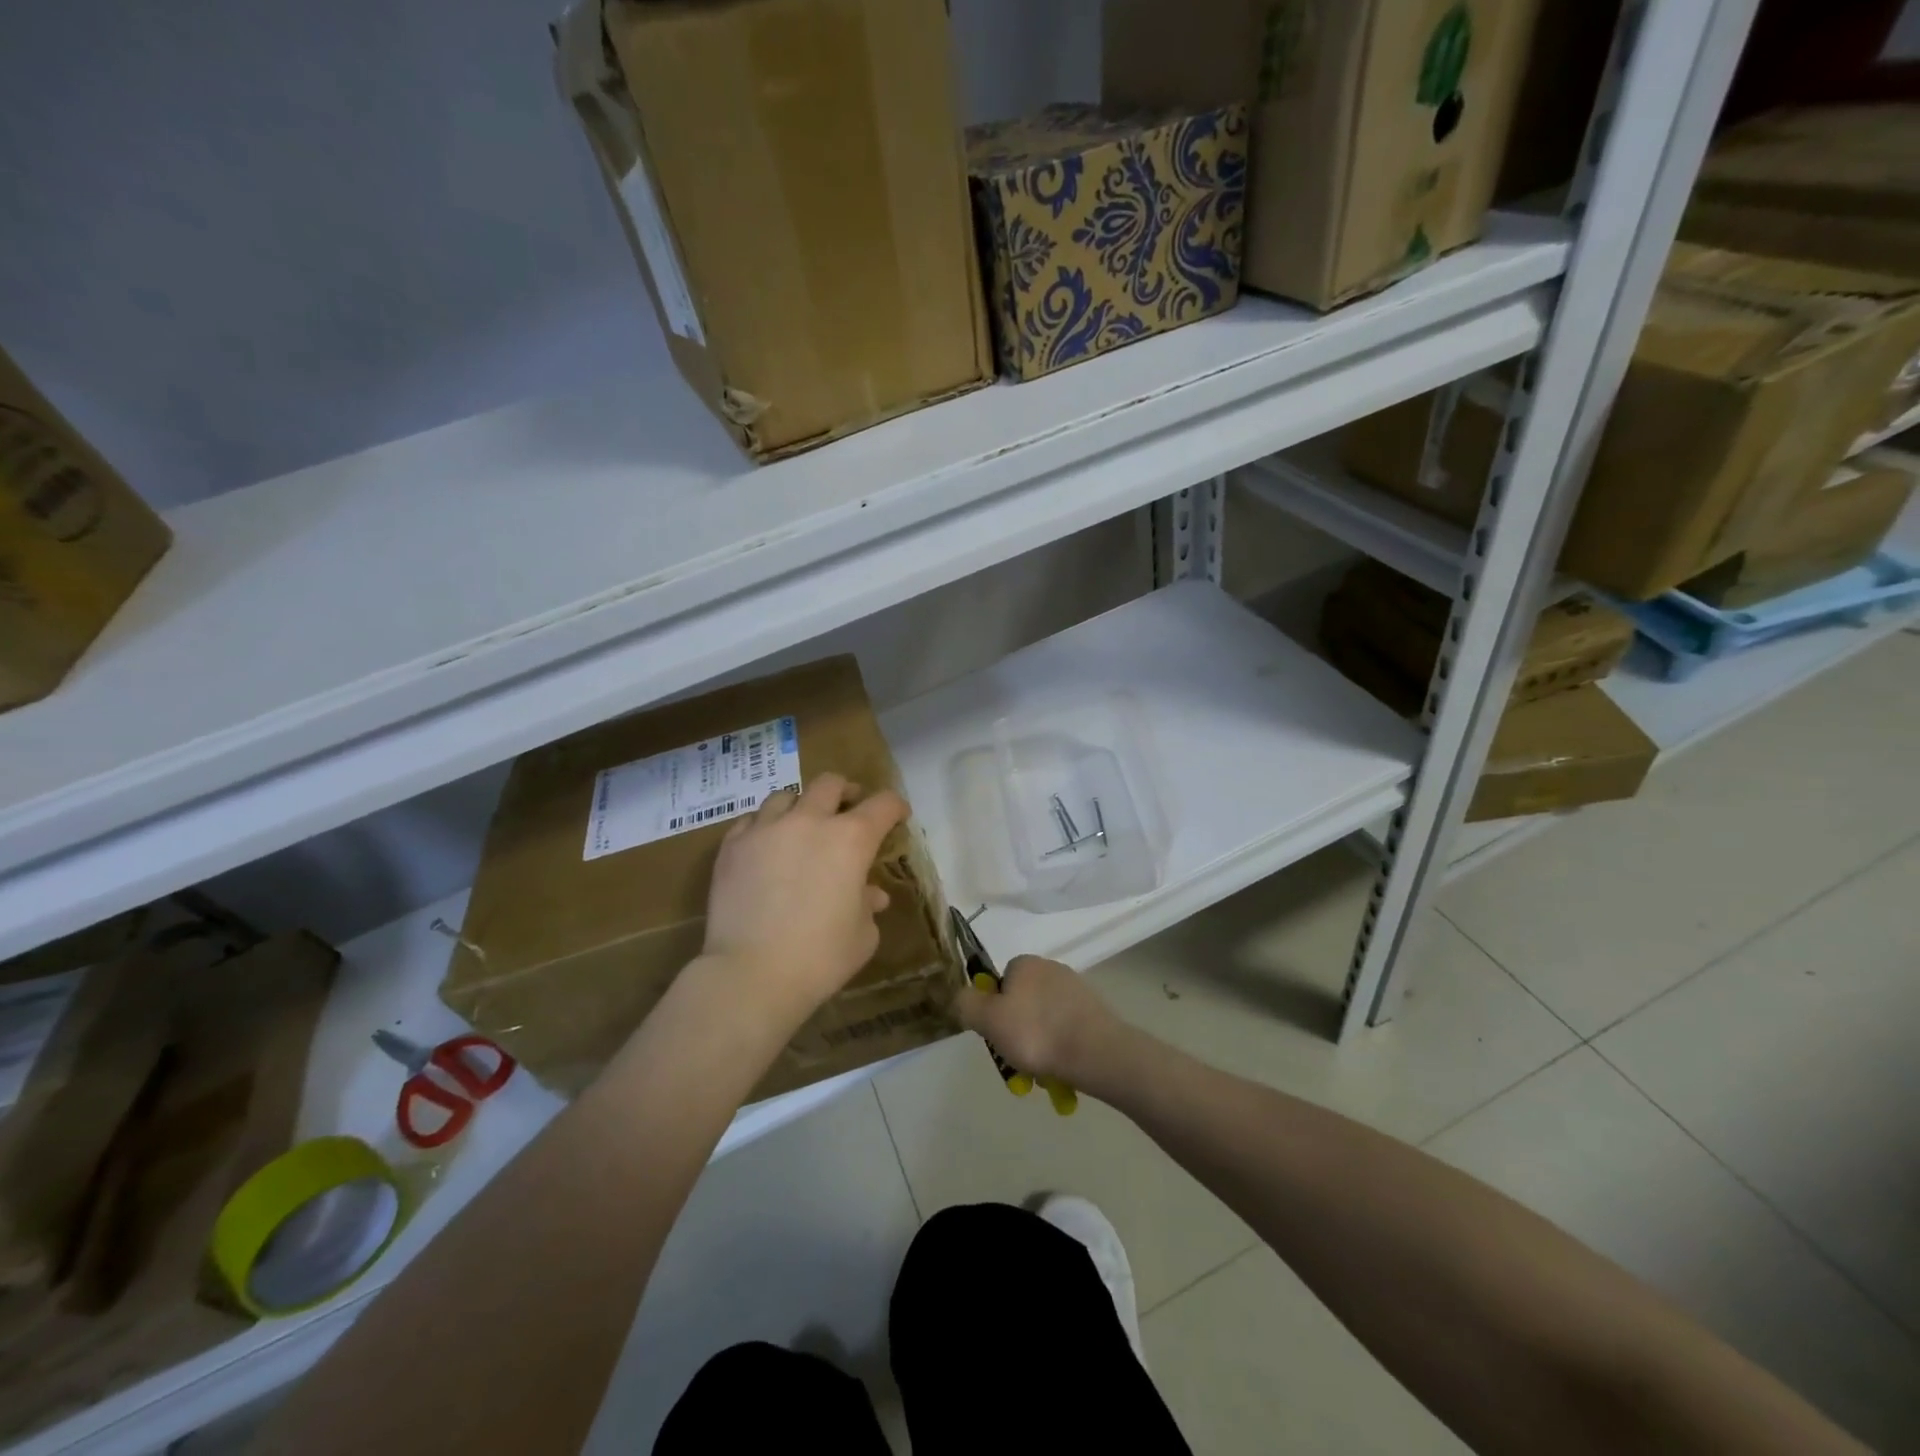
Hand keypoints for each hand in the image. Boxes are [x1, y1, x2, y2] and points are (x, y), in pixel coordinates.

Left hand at [699, 772, 908, 1031]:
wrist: (751, 974)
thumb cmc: (820, 957)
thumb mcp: (862, 935)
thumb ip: (867, 905)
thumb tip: (869, 894)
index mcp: (851, 839)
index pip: (883, 805)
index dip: (895, 807)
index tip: (898, 816)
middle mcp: (809, 821)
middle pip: (830, 784)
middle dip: (846, 792)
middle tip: (849, 809)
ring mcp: (766, 829)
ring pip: (785, 795)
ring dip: (801, 806)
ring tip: (801, 826)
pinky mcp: (732, 846)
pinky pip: (752, 821)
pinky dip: (765, 827)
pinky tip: (766, 847)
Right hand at [954, 955, 1128, 1089]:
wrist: (1097, 1052)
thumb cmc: (1036, 1033)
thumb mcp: (988, 1019)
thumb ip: (967, 1004)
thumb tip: (960, 997)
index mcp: (1025, 963)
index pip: (1000, 983)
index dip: (994, 1010)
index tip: (997, 1035)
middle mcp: (1051, 968)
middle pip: (1022, 1003)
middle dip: (1017, 1033)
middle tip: (1017, 1062)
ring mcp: (1076, 989)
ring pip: (1044, 1021)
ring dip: (1038, 1046)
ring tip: (1039, 1074)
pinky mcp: (1094, 1012)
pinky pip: (1066, 1031)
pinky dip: (1060, 1049)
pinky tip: (1061, 1070)